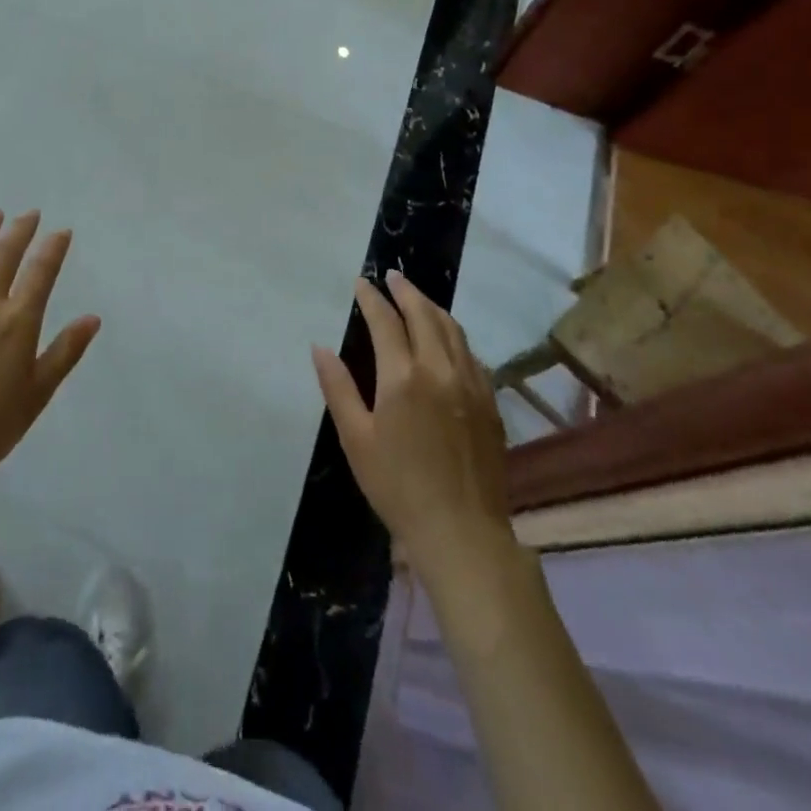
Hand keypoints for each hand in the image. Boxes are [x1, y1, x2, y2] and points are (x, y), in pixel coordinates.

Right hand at [313, 271, 512, 581]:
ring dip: (433, 308)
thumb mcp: (356, 439)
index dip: (371, 298)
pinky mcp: (489, 402)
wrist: (462, 532)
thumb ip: (338, 388)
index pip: (385, 321)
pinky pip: (471, 354)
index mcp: (403, 376)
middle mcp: (440, 369)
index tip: (361, 282)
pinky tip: (447, 340)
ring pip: (453, 330)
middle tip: (392, 277)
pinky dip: (454, 335)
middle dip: (406, 292)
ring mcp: (471, 384)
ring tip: (418, 298)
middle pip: (424, 315)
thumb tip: (320, 347)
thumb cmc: (398, 486)